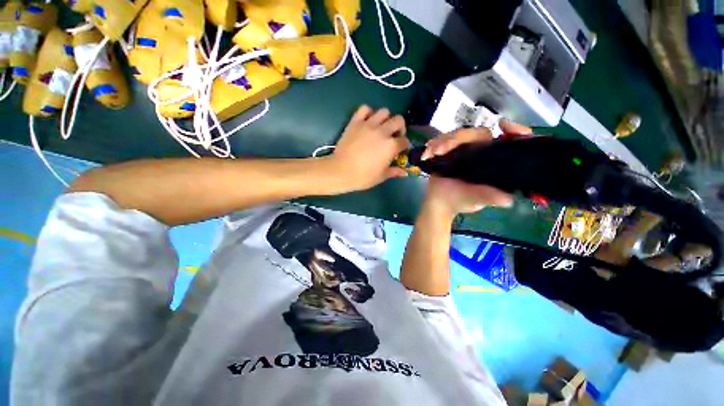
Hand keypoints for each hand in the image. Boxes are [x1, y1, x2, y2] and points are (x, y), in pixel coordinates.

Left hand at [326, 106, 410, 191]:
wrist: (340, 171)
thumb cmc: (363, 177)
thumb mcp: (381, 176)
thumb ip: (394, 172)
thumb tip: (405, 173)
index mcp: (391, 146)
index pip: (404, 141)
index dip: (404, 145)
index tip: (401, 149)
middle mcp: (382, 132)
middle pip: (399, 121)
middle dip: (400, 128)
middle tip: (394, 136)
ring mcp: (368, 125)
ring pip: (384, 111)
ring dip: (386, 119)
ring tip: (381, 128)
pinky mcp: (355, 122)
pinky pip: (364, 109)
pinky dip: (368, 112)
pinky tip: (368, 121)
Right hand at [421, 121, 532, 217]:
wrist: (440, 203)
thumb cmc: (460, 201)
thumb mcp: (477, 199)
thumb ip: (489, 197)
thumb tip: (508, 200)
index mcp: (491, 159)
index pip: (504, 140)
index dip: (511, 129)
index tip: (503, 124)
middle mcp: (479, 151)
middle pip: (474, 133)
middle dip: (457, 138)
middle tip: (440, 150)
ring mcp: (461, 149)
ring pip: (455, 135)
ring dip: (442, 142)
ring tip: (432, 153)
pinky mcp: (447, 150)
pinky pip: (441, 140)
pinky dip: (433, 145)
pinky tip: (427, 153)